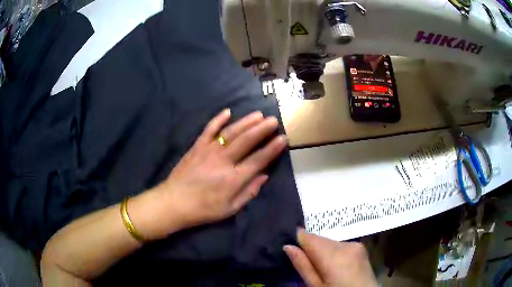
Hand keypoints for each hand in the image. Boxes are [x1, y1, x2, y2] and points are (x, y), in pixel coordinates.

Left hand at [144, 109, 285, 238]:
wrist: (174, 202)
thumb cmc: (204, 209)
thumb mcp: (230, 208)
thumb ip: (249, 192)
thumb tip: (264, 176)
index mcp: (234, 178)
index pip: (258, 159)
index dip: (272, 149)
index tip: (283, 138)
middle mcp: (224, 161)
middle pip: (247, 141)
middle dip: (262, 129)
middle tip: (274, 120)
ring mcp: (209, 151)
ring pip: (231, 132)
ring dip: (246, 122)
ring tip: (258, 115)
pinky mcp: (197, 147)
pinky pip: (209, 130)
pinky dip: (218, 120)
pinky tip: (227, 112)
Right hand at [284, 229, 376, 286]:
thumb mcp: (316, 286)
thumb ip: (303, 265)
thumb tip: (287, 246)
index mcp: (334, 254)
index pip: (308, 236)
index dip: (298, 241)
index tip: (292, 250)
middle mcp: (346, 244)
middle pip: (320, 239)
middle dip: (311, 249)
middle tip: (310, 267)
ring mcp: (356, 245)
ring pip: (330, 242)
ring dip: (323, 251)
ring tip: (324, 269)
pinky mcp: (361, 248)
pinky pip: (340, 245)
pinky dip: (334, 253)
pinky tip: (336, 267)